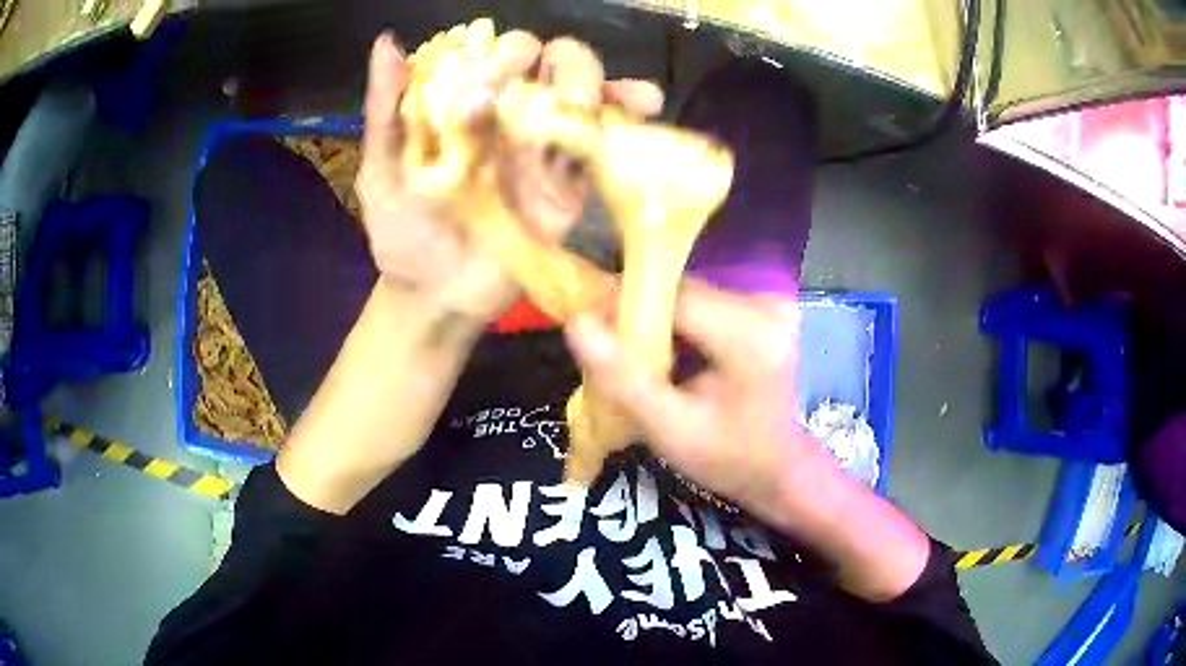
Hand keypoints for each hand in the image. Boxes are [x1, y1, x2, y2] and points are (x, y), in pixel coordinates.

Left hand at [357, 32, 663, 321]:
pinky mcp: (572, 182)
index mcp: (464, 102)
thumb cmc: (402, 231)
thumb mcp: (381, 169)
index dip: (497, 57)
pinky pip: (605, 141)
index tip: (478, 94)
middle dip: (548, 64)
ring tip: (581, 107)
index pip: (494, 52)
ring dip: (591, 82)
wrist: (437, 294)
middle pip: (548, 59)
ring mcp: (544, 145)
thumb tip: (386, 43)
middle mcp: (509, 113)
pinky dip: (629, 113)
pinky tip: (644, 102)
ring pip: (584, 87)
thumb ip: (385, 109)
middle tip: (526, 102)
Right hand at [565, 281, 930, 600]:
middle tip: (611, 351)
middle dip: (639, 315)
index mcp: (750, 337)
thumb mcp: (669, 431)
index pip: (672, 297)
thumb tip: (576, 322)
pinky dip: (679, 324)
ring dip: (658, 320)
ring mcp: (769, 304)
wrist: (778, 469)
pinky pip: (705, 303)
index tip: (590, 329)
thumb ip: (623, 379)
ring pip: (689, 295)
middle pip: (681, 292)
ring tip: (640, 358)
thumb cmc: (726, 459)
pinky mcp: (764, 309)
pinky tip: (672, 355)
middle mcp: (765, 307)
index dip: (624, 304)